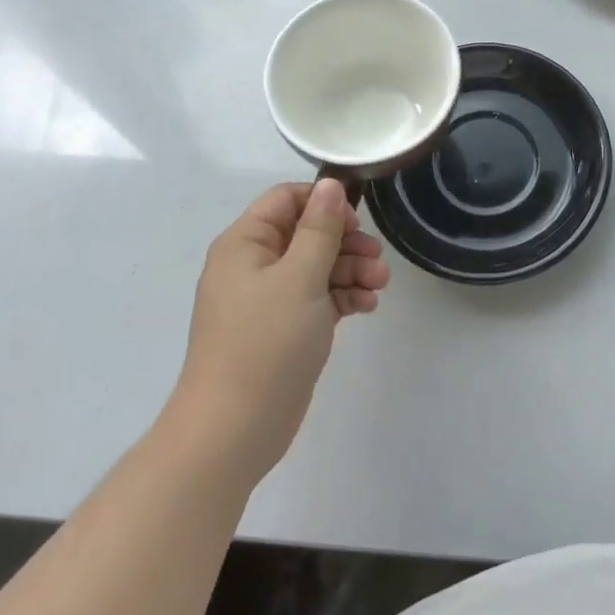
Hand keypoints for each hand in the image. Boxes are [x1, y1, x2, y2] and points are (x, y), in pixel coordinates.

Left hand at [168, 179, 390, 482]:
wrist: (234, 431)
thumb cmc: (265, 343)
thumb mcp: (300, 277)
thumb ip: (320, 228)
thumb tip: (331, 184)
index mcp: (245, 243)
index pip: (287, 200)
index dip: (323, 203)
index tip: (355, 222)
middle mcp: (253, 265)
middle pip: (307, 233)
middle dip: (346, 242)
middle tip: (377, 258)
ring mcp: (268, 299)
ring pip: (316, 267)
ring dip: (351, 270)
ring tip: (380, 285)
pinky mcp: (283, 329)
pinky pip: (317, 298)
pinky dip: (342, 297)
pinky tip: (367, 306)